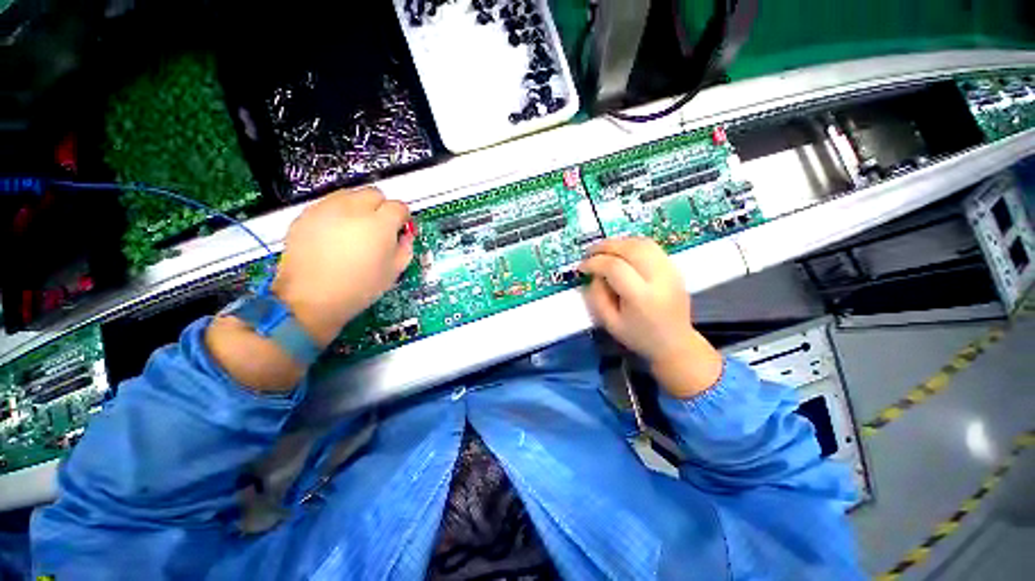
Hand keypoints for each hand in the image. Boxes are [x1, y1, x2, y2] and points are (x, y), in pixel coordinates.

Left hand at [205, 188, 411, 391]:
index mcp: (379, 224)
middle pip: (375, 194)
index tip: (400, 229)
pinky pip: (328, 204)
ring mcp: (326, 209)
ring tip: (355, 230)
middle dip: (381, 208)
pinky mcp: (306, 215)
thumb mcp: (394, 271)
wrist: (311, 299)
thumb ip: (405, 247)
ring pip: (350, 194)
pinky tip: (335, 235)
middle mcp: (353, 209)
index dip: (402, 218)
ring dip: (359, 207)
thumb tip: (404, 235)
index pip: (399, 206)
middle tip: (378, 228)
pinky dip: (337, 213)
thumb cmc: (359, 288)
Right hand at [579, 237, 721, 398]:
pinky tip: (621, 252)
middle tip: (589, 252)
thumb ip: (597, 297)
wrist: (675, 343)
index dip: (594, 263)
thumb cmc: (639, 336)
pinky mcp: (674, 267)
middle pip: (630, 249)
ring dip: (619, 242)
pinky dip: (632, 244)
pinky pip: (651, 247)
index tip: (582, 267)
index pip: (614, 267)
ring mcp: (670, 270)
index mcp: (641, 296)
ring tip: (603, 250)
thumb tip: (594, 274)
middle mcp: (659, 278)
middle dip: (605, 246)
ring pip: (642, 243)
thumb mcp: (610, 323)